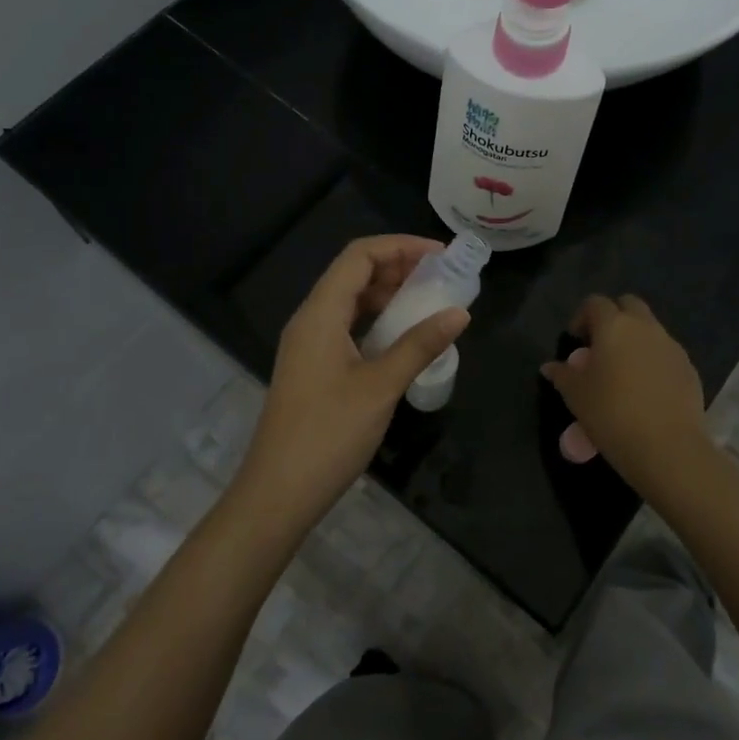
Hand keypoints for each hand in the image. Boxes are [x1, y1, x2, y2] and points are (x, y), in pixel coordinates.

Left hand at [233, 236, 469, 525]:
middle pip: (353, 274)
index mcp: (320, 314)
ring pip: (351, 302)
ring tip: (430, 301)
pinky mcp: (313, 368)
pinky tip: (404, 338)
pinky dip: (377, 321)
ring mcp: (309, 346)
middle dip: (398, 267)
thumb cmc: (328, 434)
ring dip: (388, 295)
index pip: (359, 256)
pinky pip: (347, 327)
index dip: (400, 247)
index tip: (441, 256)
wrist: (278, 493)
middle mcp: (310, 320)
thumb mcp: (380, 387)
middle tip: (442, 278)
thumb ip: (419, 345)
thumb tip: (460, 313)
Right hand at [541, 294, 708, 497]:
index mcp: (614, 326)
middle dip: (614, 318)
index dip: (582, 317)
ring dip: (636, 340)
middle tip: (602, 347)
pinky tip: (647, 390)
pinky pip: (667, 353)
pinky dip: (654, 361)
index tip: (576, 341)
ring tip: (624, 372)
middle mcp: (645, 327)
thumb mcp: (576, 396)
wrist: (667, 446)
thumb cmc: (611, 414)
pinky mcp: (689, 368)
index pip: (595, 303)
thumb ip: (562, 375)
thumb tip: (550, 367)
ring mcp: (671, 346)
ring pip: (651, 329)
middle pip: (628, 305)